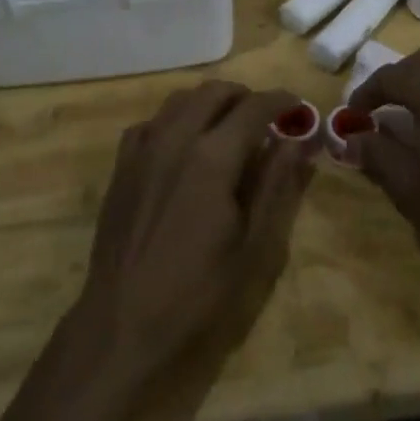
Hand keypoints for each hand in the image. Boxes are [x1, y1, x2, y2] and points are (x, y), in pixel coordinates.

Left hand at [76, 81, 312, 387]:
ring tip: (229, 127)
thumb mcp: (255, 249)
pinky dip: (175, 121)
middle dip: (245, 96)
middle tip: (266, 119)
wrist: (122, 328)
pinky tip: (184, 147)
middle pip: (214, 92)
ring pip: (180, 100)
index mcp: (212, 157)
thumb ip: (276, 186)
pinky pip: (152, 123)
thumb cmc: (198, 295)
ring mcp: (143, 150)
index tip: (298, 106)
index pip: (254, 108)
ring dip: (210, 103)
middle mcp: (175, 139)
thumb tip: (294, 142)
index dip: (280, 101)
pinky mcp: (121, 168)